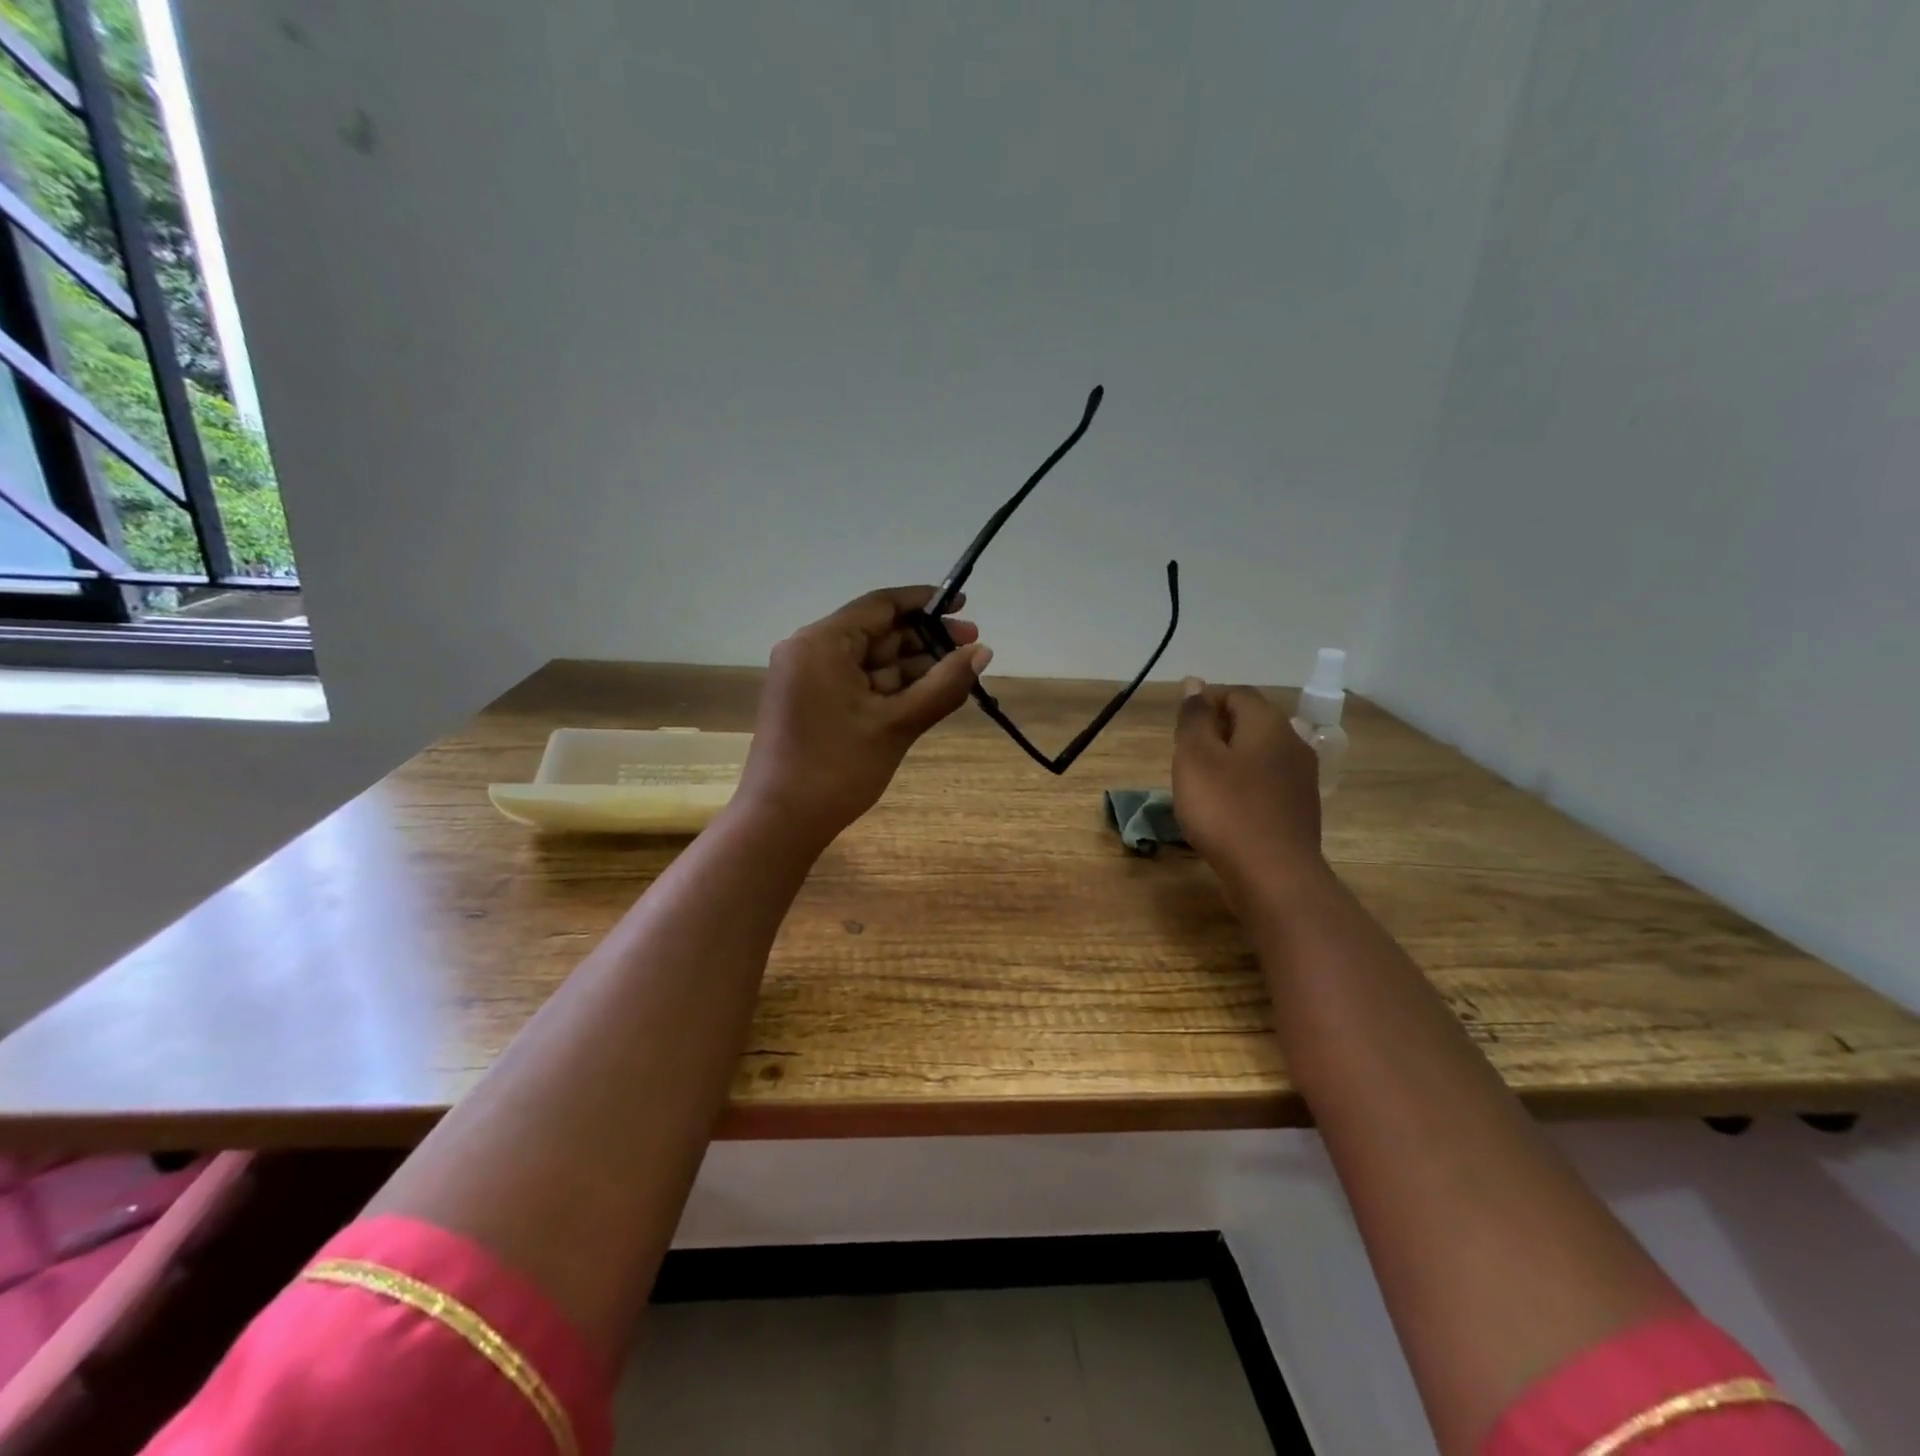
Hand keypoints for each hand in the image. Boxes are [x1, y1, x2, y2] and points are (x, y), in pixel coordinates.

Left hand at [736, 586, 991, 845]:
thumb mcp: (897, 725)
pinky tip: (927, 693)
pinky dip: (890, 687)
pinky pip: (857, 682)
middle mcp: (809, 650)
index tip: (964, 604)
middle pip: (876, 632)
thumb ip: (943, 685)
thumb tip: (984, 652)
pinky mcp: (811, 703)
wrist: (780, 823)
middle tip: (972, 648)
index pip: (880, 606)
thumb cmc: (837, 769)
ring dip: (912, 666)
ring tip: (958, 674)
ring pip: (869, 660)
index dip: (925, 602)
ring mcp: (808, 678)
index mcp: (821, 643)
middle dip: (924, 640)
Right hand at [1172, 678, 1323, 895]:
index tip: (1179, 729)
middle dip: (1216, 731)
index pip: (1236, 693)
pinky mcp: (1300, 808)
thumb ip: (1194, 718)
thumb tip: (1195, 683)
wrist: (1275, 876)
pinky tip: (1226, 809)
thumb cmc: (1226, 810)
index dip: (1205, 702)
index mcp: (1268, 724)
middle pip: (1251, 722)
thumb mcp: (1195, 758)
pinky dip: (1244, 785)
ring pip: (1259, 753)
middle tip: (1186, 758)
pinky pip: (1267, 782)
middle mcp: (1293, 742)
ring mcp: (1301, 778)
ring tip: (1202, 784)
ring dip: (1230, 760)